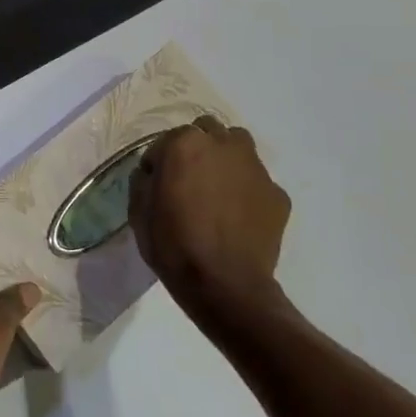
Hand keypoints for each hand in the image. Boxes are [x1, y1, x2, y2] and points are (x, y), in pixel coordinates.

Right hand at [129, 117, 290, 316]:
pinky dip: (246, 191)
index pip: (166, 139)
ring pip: (238, 148)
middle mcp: (223, 145)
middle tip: (189, 178)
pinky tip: (238, 216)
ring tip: (217, 190)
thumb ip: (145, 179)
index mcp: (185, 143)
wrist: (224, 285)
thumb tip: (155, 172)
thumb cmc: (173, 244)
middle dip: (197, 148)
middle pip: (208, 131)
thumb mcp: (138, 209)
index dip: (159, 161)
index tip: (157, 183)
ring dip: (225, 160)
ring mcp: (255, 168)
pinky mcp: (277, 194)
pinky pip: (257, 182)